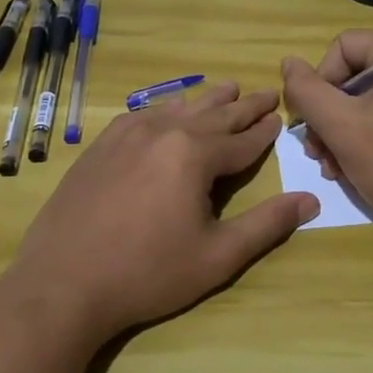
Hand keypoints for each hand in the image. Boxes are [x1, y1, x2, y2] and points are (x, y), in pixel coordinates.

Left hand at [4, 82, 318, 342]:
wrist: (62, 284)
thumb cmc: (147, 274)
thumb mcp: (217, 257)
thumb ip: (266, 225)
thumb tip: (310, 201)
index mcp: (194, 155)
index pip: (242, 140)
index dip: (265, 131)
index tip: (281, 117)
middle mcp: (163, 133)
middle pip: (213, 114)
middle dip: (243, 105)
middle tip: (266, 92)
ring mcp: (126, 136)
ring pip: (177, 108)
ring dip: (206, 100)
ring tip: (226, 87)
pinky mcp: (100, 147)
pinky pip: (140, 115)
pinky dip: (163, 108)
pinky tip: (165, 109)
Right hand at [280, 31, 372, 237]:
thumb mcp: (342, 126)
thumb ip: (307, 91)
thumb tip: (289, 63)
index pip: (345, 46)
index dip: (319, 81)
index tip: (311, 122)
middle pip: (358, 74)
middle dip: (329, 114)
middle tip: (316, 152)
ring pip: (371, 100)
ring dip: (343, 131)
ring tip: (331, 167)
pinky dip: (368, 137)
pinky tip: (352, 169)